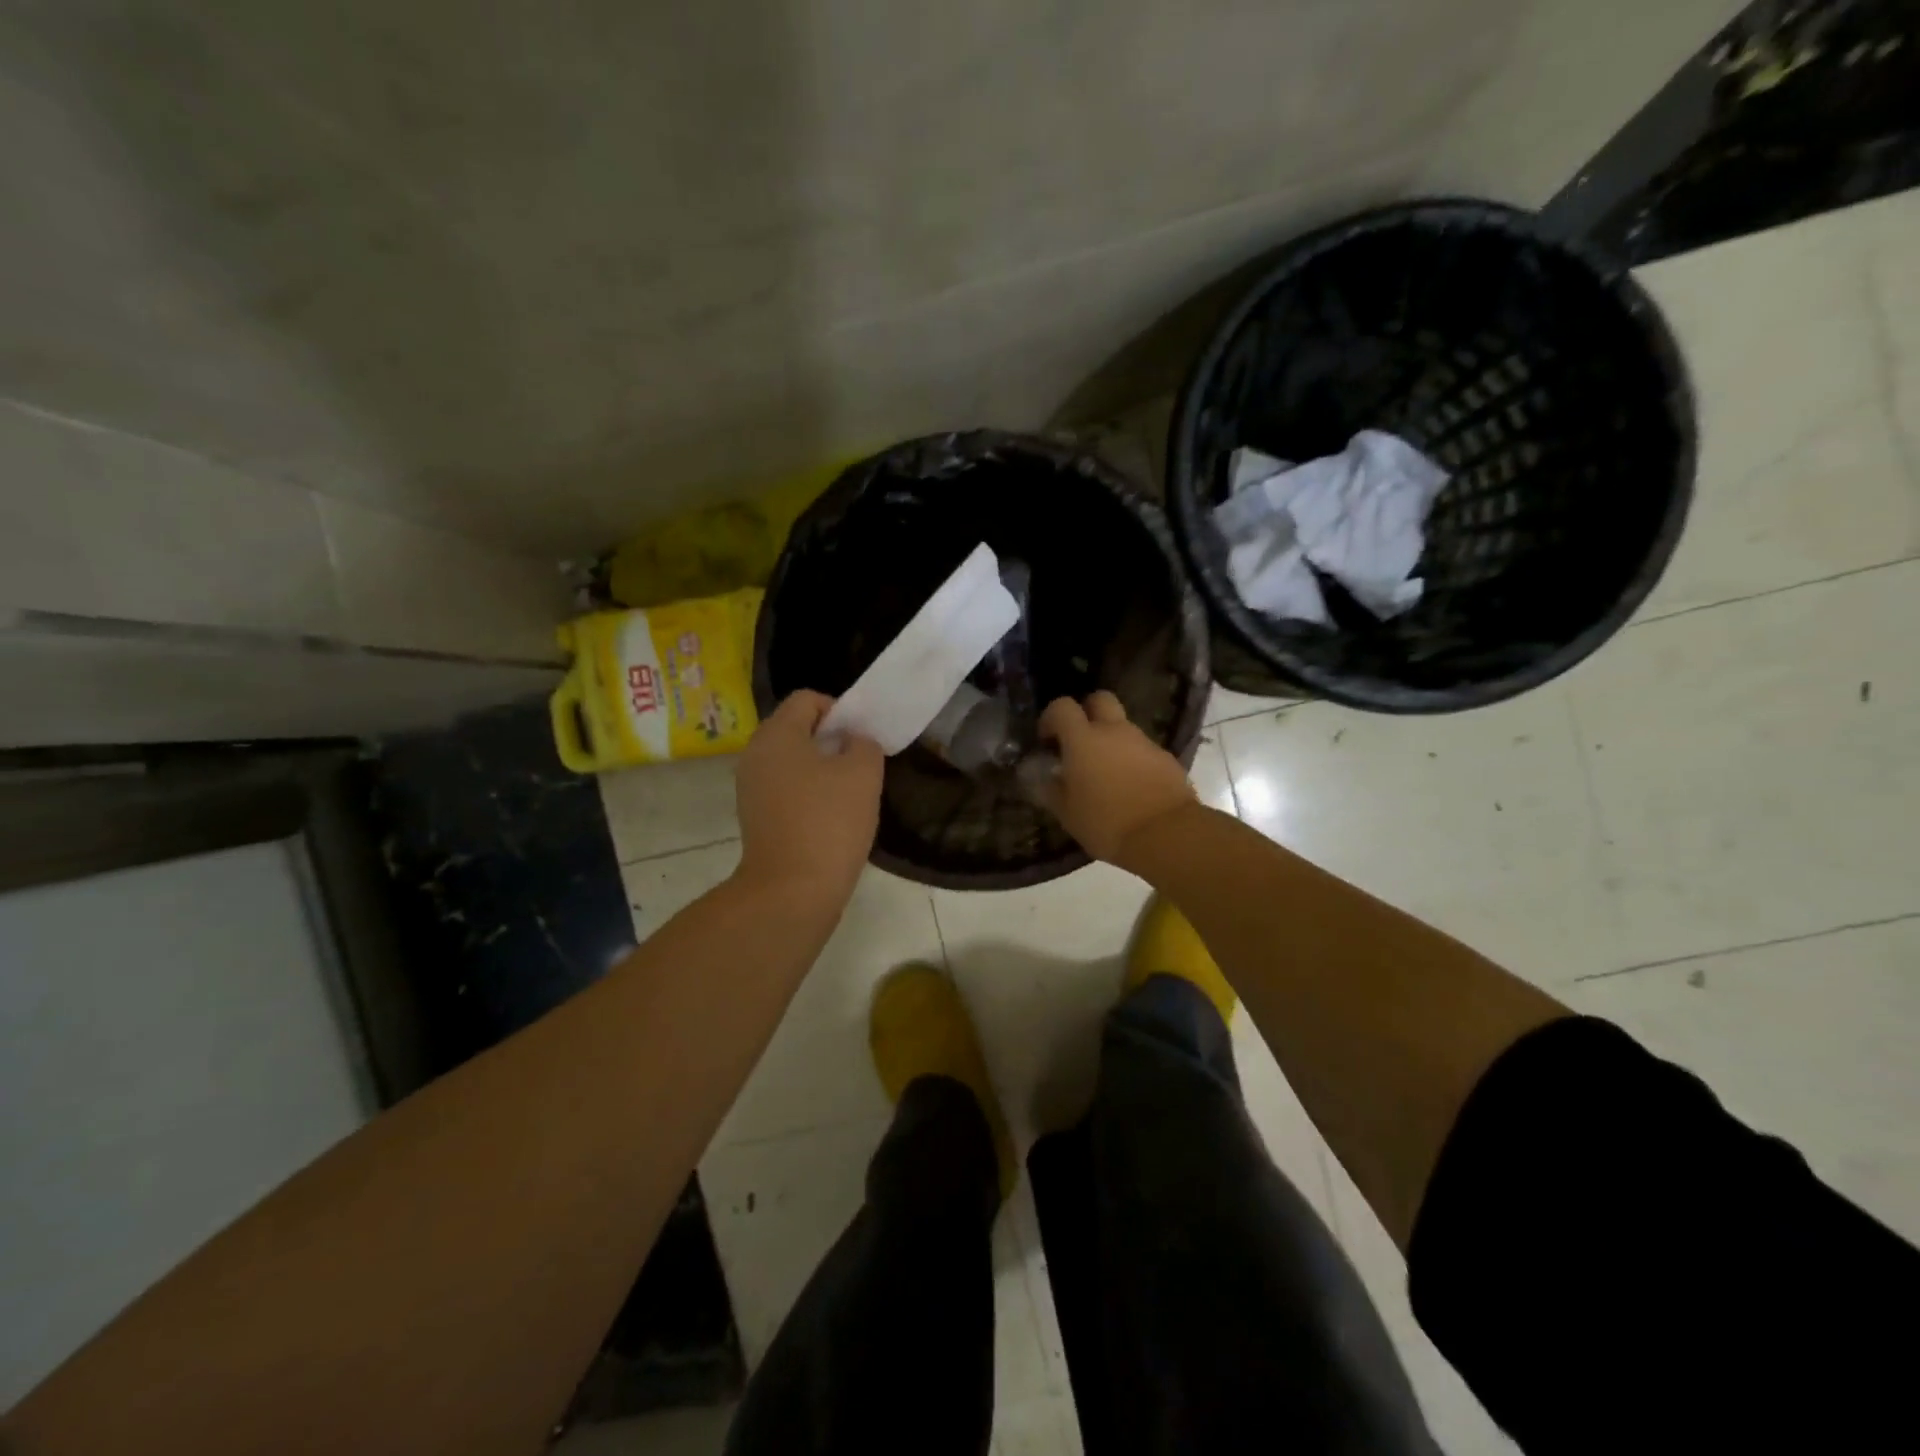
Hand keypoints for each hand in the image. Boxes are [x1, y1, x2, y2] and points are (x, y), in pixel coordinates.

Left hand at [734, 690, 884, 904]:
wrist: (792, 890)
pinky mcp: (754, 817)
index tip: (860, 737)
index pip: (807, 699)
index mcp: (776, 734)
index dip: (838, 710)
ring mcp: (750, 788)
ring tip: (848, 793)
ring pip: (790, 761)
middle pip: (795, 729)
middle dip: (830, 739)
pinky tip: (829, 817)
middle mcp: (755, 754)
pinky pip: (784, 789)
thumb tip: (852, 741)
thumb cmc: (829, 822)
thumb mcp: (863, 773)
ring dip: (820, 768)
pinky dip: (806, 793)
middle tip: (858, 763)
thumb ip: (863, 743)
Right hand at [1037, 691, 1197, 868]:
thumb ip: (1050, 789)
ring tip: (1106, 774)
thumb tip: (1040, 776)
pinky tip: (1131, 788)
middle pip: (1100, 699)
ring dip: (1111, 740)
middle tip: (1080, 741)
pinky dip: (1133, 760)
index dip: (1051, 718)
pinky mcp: (1166, 758)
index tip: (1047, 741)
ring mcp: (1143, 742)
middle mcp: (1114, 731)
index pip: (1062, 707)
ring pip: (1123, 727)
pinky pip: (1142, 749)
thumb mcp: (1067, 813)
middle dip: (1087, 712)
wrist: (1167, 835)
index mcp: (1083, 740)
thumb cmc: (1106, 823)